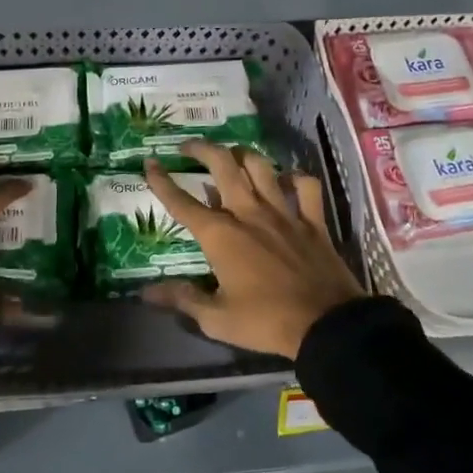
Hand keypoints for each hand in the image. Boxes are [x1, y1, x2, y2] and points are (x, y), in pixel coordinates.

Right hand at [141, 140, 361, 357]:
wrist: (326, 325)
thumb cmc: (266, 323)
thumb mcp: (217, 319)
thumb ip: (183, 299)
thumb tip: (146, 292)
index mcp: (220, 235)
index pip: (182, 202)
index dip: (161, 181)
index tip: (149, 163)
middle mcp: (248, 212)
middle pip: (222, 165)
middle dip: (201, 149)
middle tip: (188, 147)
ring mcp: (283, 212)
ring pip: (261, 166)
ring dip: (243, 155)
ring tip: (232, 155)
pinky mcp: (312, 220)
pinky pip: (306, 186)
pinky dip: (295, 177)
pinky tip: (287, 179)